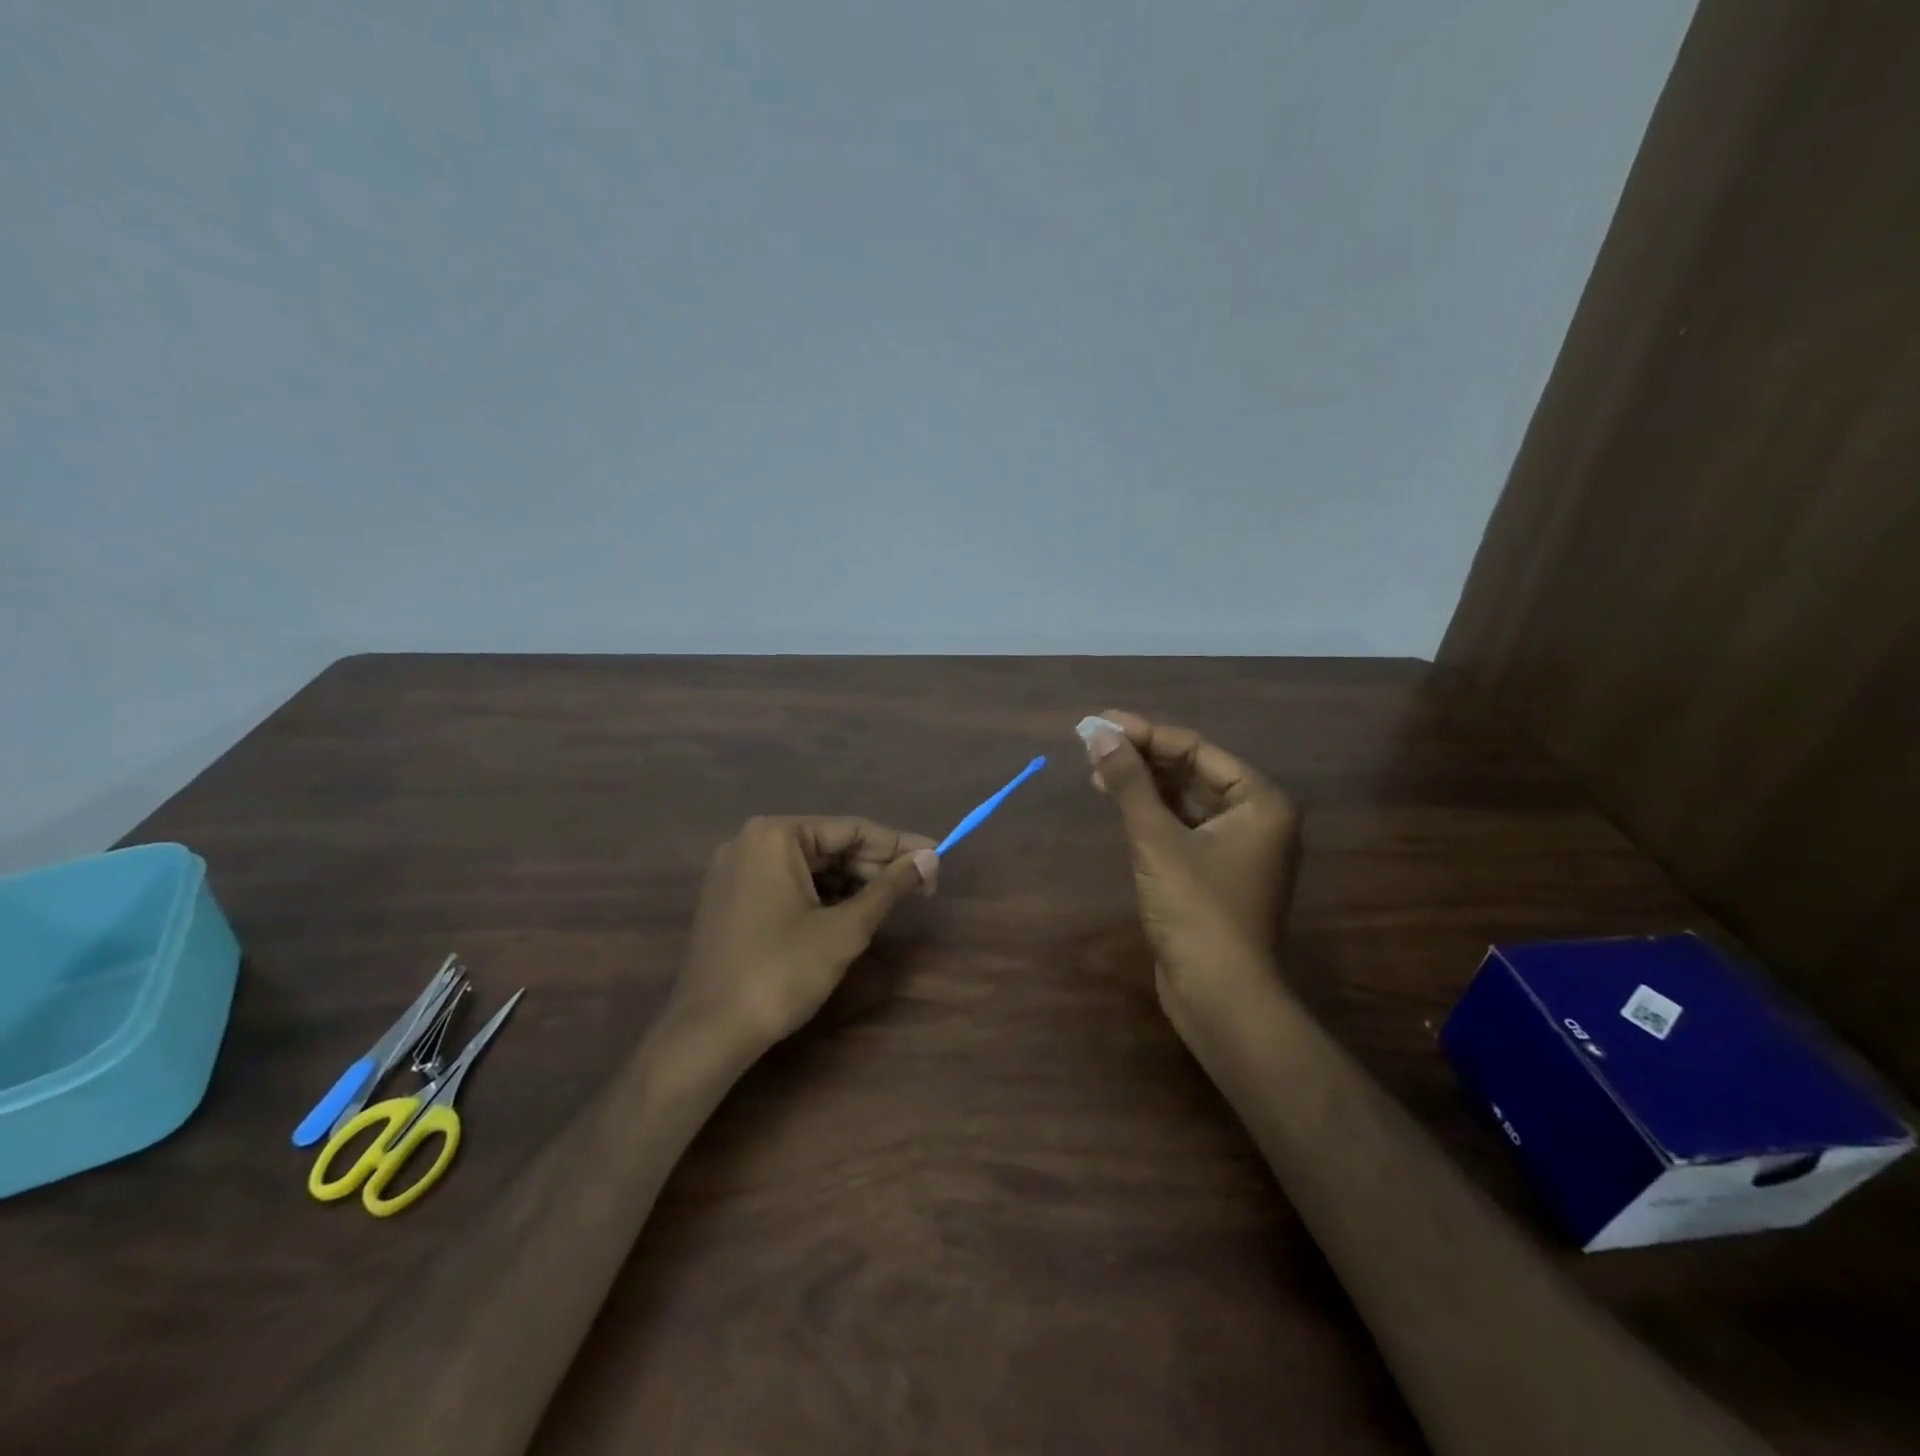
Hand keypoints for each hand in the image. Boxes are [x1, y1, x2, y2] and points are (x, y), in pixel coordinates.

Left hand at [667, 816, 939, 1055]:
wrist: (708, 1033)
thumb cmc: (781, 972)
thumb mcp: (845, 929)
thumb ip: (890, 887)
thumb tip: (931, 858)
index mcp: (776, 835)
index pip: (852, 829)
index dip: (900, 845)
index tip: (938, 858)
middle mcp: (751, 841)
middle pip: (830, 845)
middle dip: (876, 866)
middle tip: (921, 887)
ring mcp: (736, 870)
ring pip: (810, 867)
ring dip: (852, 882)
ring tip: (893, 902)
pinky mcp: (731, 898)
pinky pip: (788, 884)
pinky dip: (822, 896)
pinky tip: (851, 914)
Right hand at [1081, 711, 1300, 1032]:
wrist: (1219, 995)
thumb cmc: (1196, 909)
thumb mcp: (1157, 839)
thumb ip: (1129, 782)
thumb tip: (1098, 733)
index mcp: (1260, 801)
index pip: (1196, 750)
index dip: (1145, 733)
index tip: (1100, 722)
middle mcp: (1256, 818)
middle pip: (1191, 772)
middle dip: (1142, 757)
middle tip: (1092, 744)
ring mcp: (1237, 848)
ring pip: (1184, 800)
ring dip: (1142, 785)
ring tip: (1096, 771)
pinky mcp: (1215, 873)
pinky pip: (1181, 828)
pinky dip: (1150, 814)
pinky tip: (1118, 803)